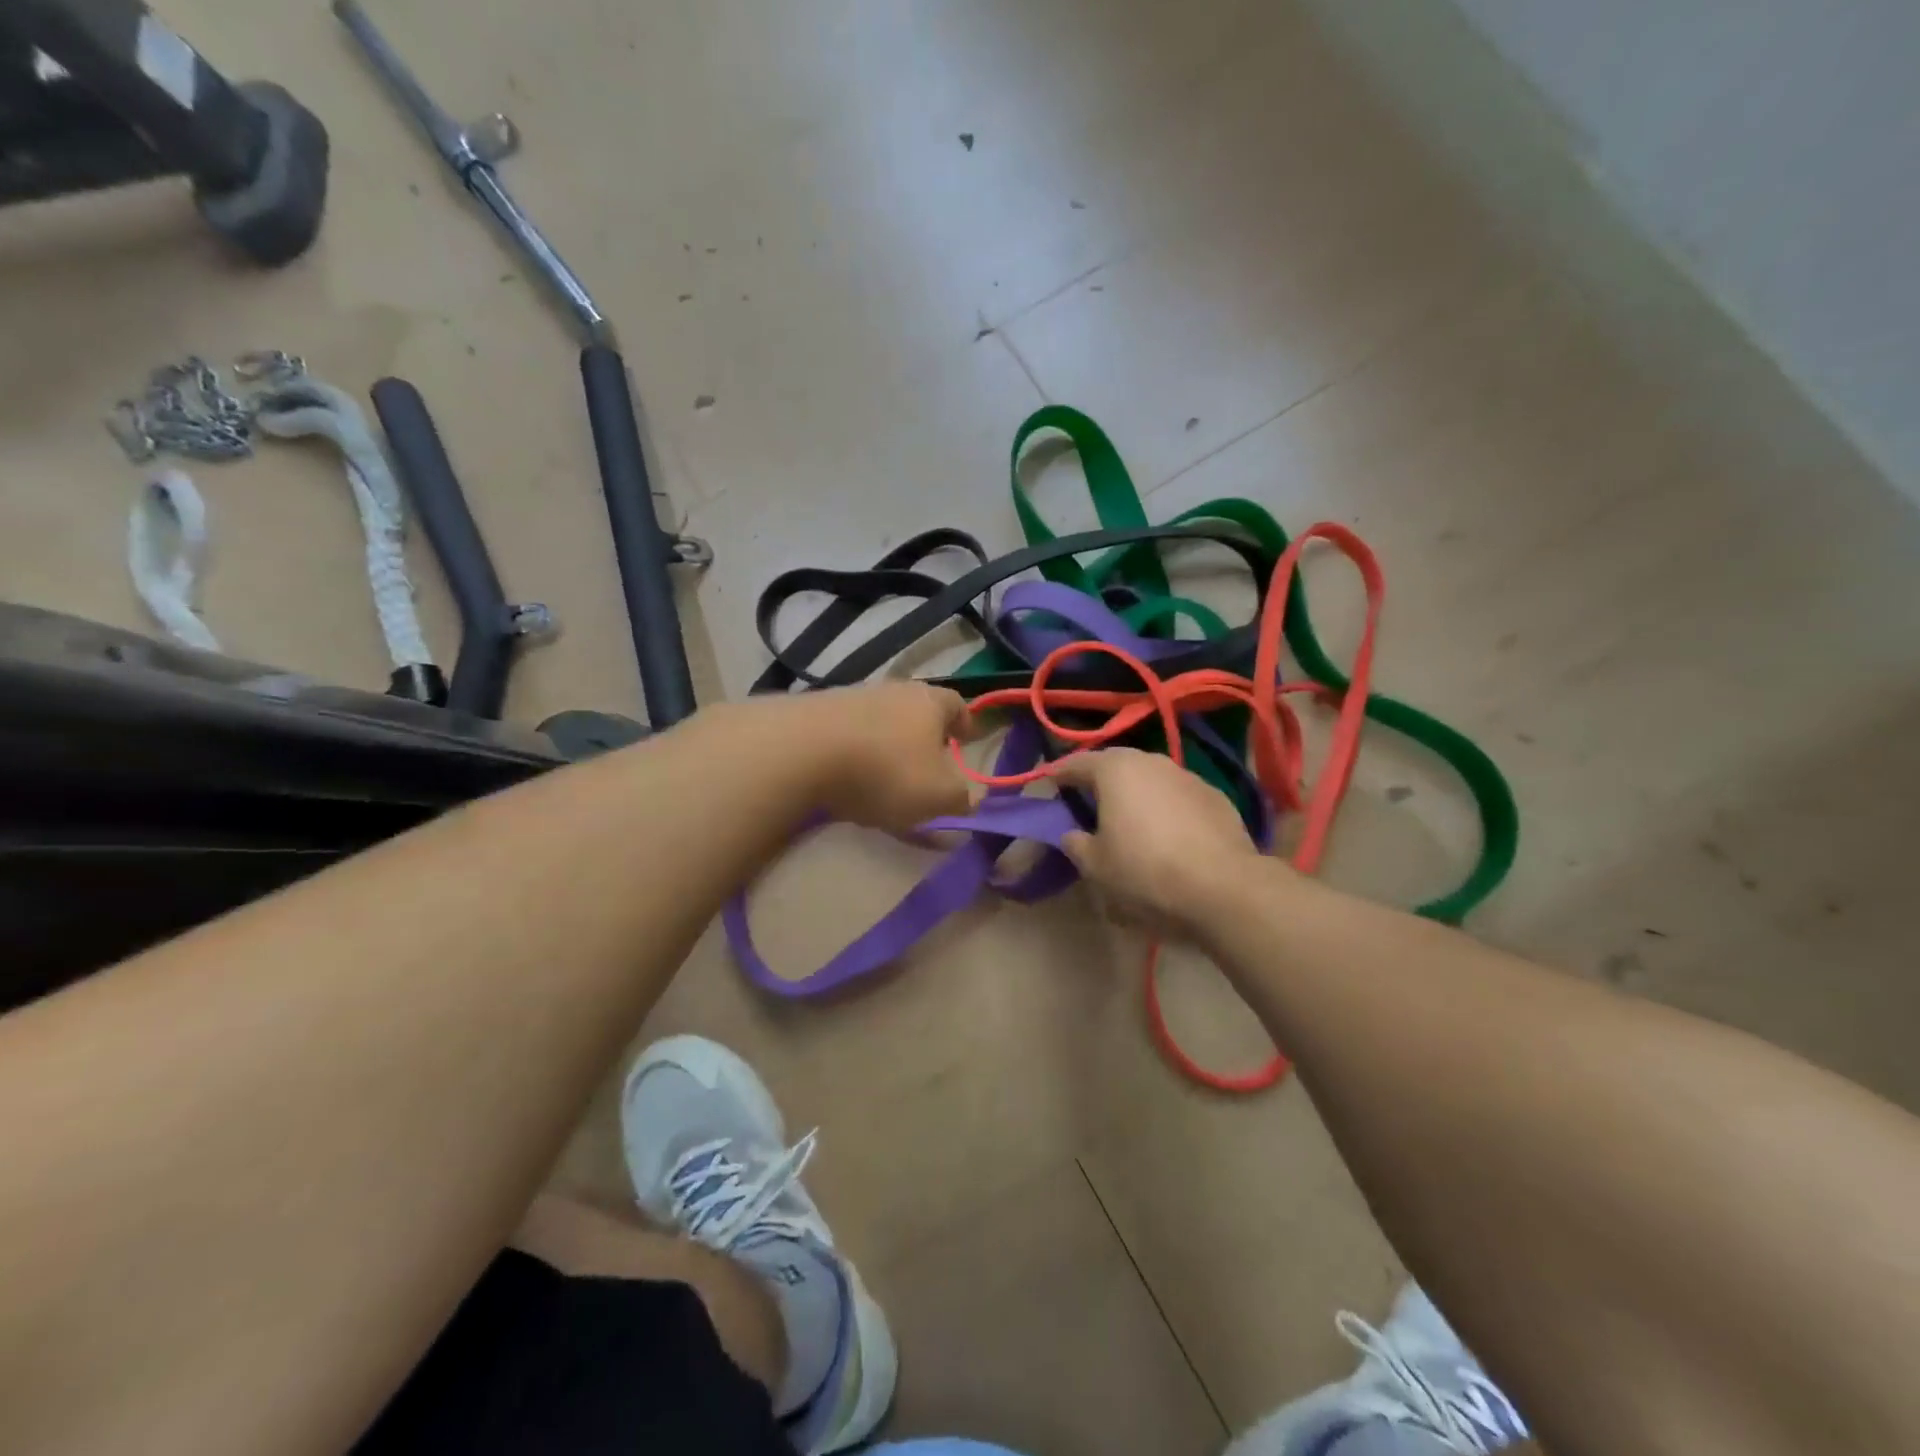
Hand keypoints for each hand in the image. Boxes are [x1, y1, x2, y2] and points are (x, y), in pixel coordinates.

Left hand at [795, 682, 976, 832]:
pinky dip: (854, 754)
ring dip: (887, 746)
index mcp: (929, 702)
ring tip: (884, 779)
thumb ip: (962, 798)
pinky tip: (847, 780)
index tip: (967, 740)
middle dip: (924, 736)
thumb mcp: (938, 795)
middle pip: (916, 710)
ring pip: (880, 722)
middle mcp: (892, 691)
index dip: (965, 723)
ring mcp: (850, 698)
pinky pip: (847, 735)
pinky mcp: (815, 714)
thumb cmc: (886, 771)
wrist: (801, 752)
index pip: (957, 704)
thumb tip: (970, 798)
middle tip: (927, 764)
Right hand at [1053, 748, 1269, 936]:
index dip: (1058, 774)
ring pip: (1150, 777)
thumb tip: (1072, 834)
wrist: (1223, 888)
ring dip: (1135, 791)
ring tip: (1127, 816)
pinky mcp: (1216, 797)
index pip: (1076, 763)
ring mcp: (1188, 776)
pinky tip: (1166, 832)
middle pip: (1116, 763)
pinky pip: (1178, 795)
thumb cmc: (1145, 872)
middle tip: (1085, 798)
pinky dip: (1165, 806)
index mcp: (1116, 770)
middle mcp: (1152, 761)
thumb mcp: (1095, 866)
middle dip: (1098, 778)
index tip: (1046, 784)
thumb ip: (1076, 844)